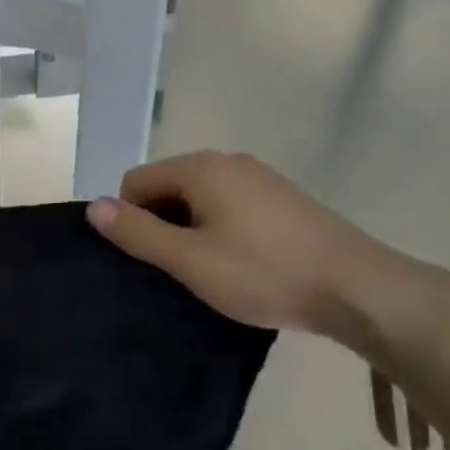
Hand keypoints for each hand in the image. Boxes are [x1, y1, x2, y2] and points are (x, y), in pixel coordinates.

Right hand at [86, 151, 393, 341]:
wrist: (356, 287)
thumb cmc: (263, 272)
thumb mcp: (189, 259)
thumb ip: (138, 232)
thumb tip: (93, 207)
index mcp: (201, 168)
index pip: (136, 182)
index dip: (132, 220)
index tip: (152, 260)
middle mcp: (228, 161)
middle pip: (168, 187)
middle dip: (162, 224)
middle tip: (180, 270)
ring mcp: (260, 177)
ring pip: (201, 199)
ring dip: (192, 230)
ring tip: (211, 272)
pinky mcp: (283, 199)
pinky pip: (231, 206)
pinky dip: (222, 230)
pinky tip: (243, 264)